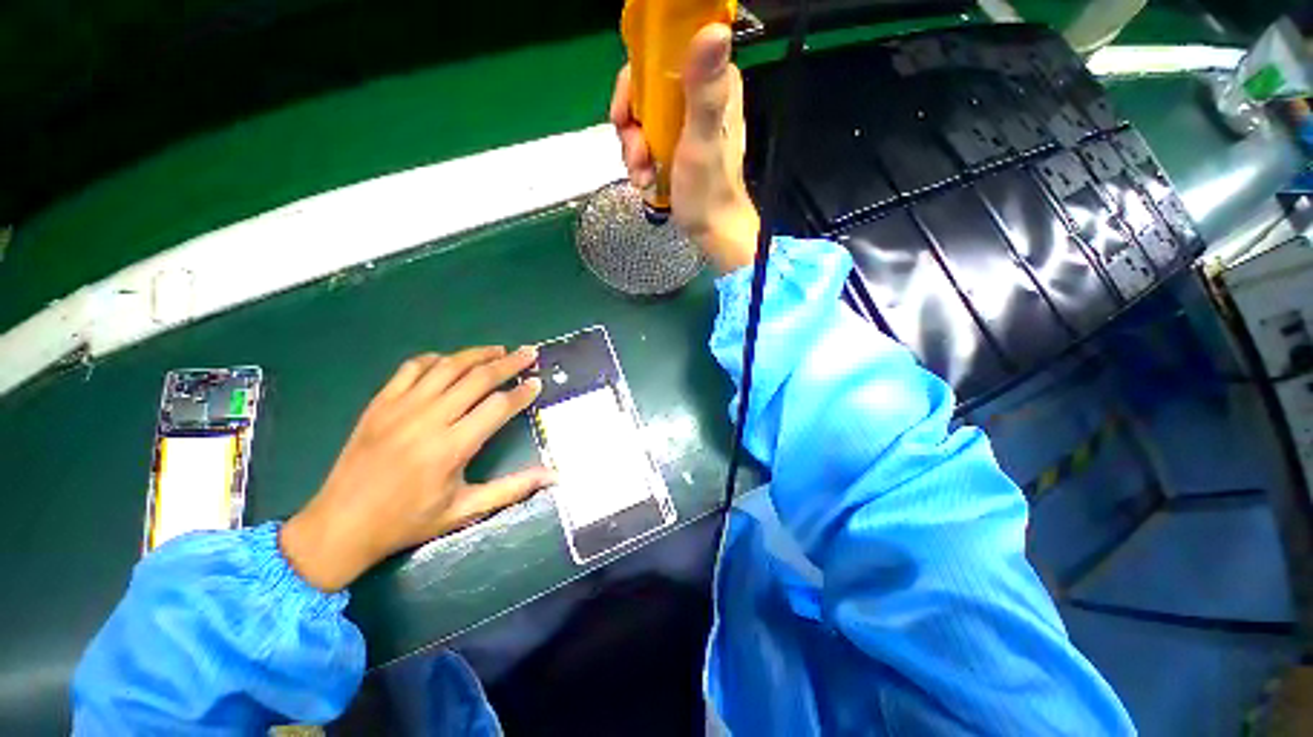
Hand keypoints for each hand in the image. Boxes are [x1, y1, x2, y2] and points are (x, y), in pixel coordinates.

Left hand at [280, 347, 554, 591]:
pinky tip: (451, 360)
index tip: (537, 383)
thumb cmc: (407, 521)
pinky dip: (437, 359)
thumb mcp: (465, 510)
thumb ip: (513, 488)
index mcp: (451, 448)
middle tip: (529, 353)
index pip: (498, 407)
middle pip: (478, 378)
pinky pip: (412, 368)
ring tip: (500, 350)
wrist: (339, 525)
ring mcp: (400, 407)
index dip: (522, 393)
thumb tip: (554, 476)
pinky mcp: (380, 403)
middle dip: (509, 363)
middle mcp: (428, 420)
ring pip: (448, 366)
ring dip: (478, 354)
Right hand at [610, 23, 760, 273]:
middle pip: (644, 92)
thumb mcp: (701, 141)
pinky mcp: (677, 145)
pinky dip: (640, 163)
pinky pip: (646, 142)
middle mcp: (698, 95)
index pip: (660, 57)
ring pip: (641, 120)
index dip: (634, 84)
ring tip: (643, 177)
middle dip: (632, 129)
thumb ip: (703, 91)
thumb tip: (713, 29)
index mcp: (712, 83)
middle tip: (637, 156)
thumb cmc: (708, 191)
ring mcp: (685, 122)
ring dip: (634, 152)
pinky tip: (646, 182)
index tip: (625, 116)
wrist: (712, 231)